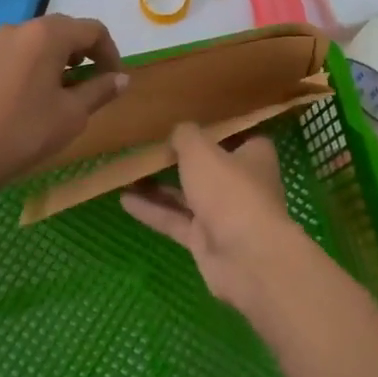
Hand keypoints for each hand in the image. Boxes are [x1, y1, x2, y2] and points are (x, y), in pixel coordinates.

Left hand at [0, 15, 127, 198]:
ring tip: (68, 93)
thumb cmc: (25, 131)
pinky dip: (39, 66)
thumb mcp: (73, 114)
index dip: (111, 53)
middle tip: (96, 84)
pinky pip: (22, 53)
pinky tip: (39, 97)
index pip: (93, 30)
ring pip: (42, 42)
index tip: (115, 80)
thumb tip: (122, 78)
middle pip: (66, 30)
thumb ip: (101, 90)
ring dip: (62, 60)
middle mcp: (22, 28)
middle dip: (87, 54)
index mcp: (48, 34)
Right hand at [121, 124, 308, 312]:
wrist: (245, 257)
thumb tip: (178, 132)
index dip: (212, 128)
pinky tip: (124, 199)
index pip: (236, 135)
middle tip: (148, 145)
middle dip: (180, 158)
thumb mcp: (201, 150)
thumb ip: (186, 136)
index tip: (186, 119)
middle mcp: (242, 183)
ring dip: (159, 185)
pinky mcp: (205, 240)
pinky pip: (175, 220)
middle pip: (208, 166)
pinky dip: (152, 210)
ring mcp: (223, 214)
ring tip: (128, 172)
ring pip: (188, 194)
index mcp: (254, 155)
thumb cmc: (230, 190)